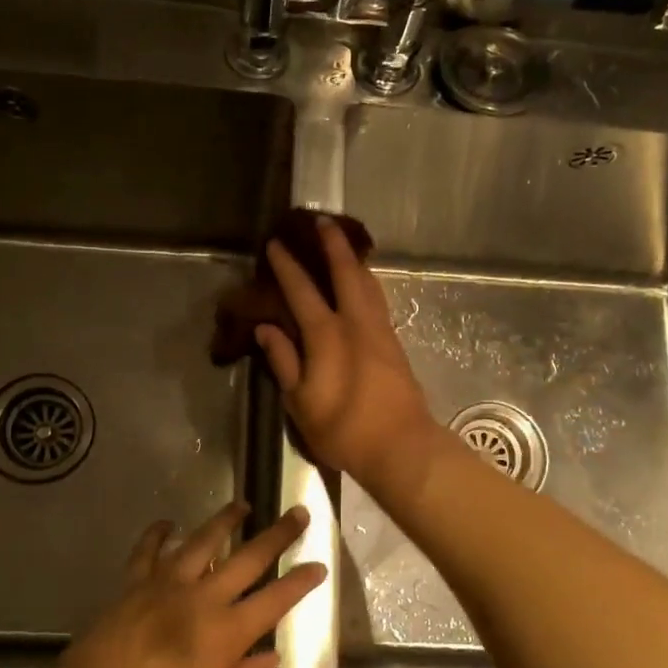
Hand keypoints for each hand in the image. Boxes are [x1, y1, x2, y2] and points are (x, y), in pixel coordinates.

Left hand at [45, 503, 323, 667]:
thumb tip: (270, 656)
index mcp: (226, 633)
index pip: (275, 600)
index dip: (301, 582)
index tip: (319, 565)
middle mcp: (201, 599)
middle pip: (247, 558)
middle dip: (277, 535)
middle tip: (298, 513)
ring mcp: (164, 586)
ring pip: (201, 541)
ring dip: (224, 521)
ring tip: (241, 506)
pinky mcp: (131, 585)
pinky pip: (147, 551)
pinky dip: (157, 533)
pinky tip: (167, 523)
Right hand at [257, 216, 444, 500]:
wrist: (401, 446)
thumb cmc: (344, 428)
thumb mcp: (300, 401)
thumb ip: (283, 361)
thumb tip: (266, 329)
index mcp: (327, 335)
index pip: (302, 291)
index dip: (288, 266)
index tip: (276, 244)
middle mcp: (356, 323)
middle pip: (346, 273)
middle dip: (332, 245)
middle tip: (321, 221)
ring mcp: (380, 331)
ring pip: (368, 283)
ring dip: (354, 260)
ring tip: (344, 244)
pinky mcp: (394, 344)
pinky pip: (377, 299)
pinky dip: (367, 282)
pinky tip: (363, 284)